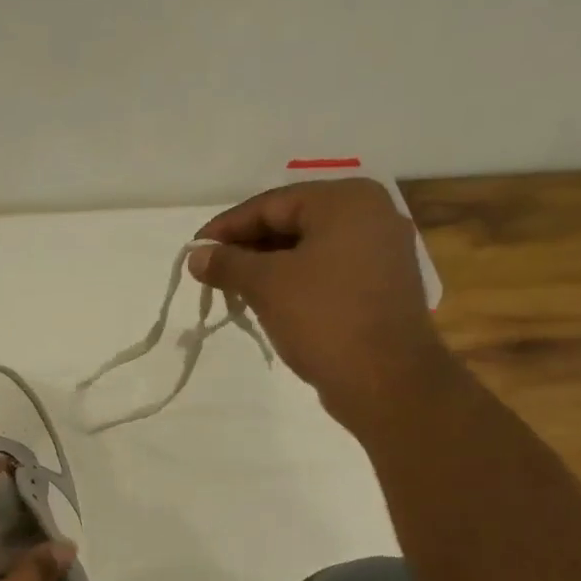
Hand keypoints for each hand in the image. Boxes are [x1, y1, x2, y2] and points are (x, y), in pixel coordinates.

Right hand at [189, 179, 451, 435]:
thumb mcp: (266, 285)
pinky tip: (267, 301)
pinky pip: (327, 270)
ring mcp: (381, 251)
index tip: (194, 250)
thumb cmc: (324, 318)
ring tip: (232, 289)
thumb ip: (227, 263)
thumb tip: (196, 255)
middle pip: (292, 222)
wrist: (386, 380)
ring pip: (308, 248)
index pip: (270, 204)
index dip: (226, 227)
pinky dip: (294, 281)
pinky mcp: (381, 285)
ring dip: (267, 267)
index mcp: (345, 200)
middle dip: (247, 248)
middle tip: (210, 272)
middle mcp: (370, 215)